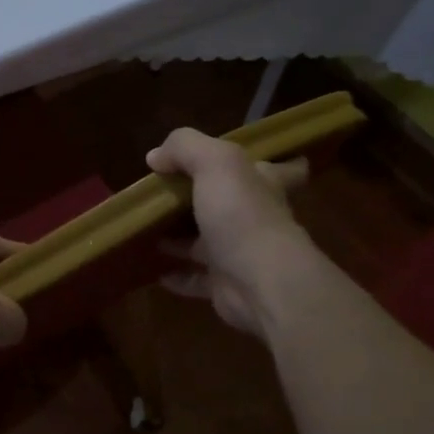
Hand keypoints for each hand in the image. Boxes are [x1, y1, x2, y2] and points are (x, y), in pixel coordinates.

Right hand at [146, 127, 323, 338]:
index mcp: (262, 184)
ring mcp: (240, 254)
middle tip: (171, 194)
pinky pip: (195, 278)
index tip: (257, 161)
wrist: (260, 283)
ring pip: (208, 243)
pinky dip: (176, 275)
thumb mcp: (215, 162)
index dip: (274, 163)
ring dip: (182, 239)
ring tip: (150, 229)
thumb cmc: (242, 215)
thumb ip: (185, 148)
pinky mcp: (224, 285)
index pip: (283, 169)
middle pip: (234, 205)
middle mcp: (255, 218)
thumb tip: (156, 157)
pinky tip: (155, 270)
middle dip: (207, 200)